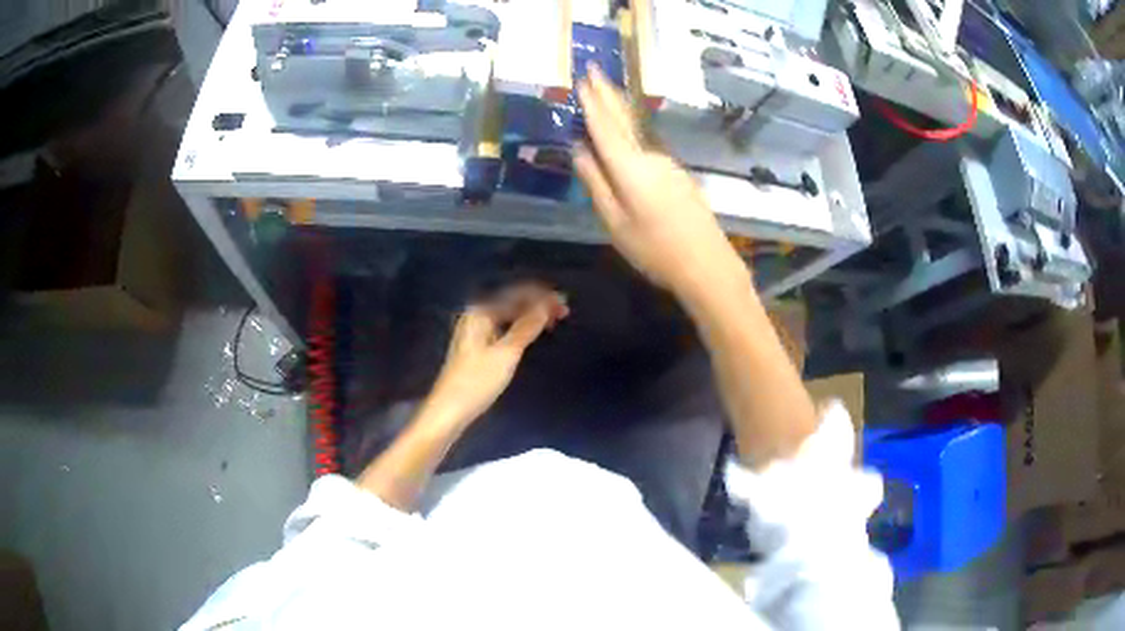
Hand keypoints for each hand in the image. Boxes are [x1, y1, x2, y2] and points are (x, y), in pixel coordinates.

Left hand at [424, 283, 568, 427]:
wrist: (449, 411)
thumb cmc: (477, 382)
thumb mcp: (506, 353)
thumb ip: (527, 327)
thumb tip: (546, 304)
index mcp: (480, 312)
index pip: (516, 294)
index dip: (541, 296)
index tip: (564, 302)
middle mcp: (476, 316)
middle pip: (511, 302)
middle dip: (537, 304)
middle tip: (564, 311)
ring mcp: (475, 331)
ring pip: (509, 315)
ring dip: (531, 315)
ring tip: (553, 320)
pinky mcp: (478, 347)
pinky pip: (504, 327)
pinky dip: (521, 327)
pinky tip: (533, 333)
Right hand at [574, 64, 746, 300]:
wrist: (708, 265)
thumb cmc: (655, 249)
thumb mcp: (615, 222)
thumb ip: (596, 183)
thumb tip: (579, 150)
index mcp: (630, 167)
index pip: (606, 126)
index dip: (593, 101)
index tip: (584, 77)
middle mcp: (651, 157)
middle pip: (625, 120)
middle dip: (609, 94)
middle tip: (596, 71)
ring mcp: (668, 165)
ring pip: (636, 137)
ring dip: (619, 116)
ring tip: (602, 97)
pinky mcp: (678, 177)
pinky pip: (647, 153)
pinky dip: (631, 141)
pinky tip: (624, 144)